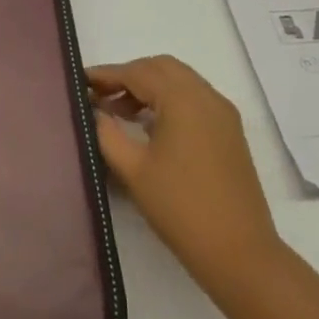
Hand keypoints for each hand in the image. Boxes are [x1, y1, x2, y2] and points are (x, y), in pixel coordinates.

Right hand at [88, 55, 282, 295]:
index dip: (107, 74)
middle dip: (129, 75)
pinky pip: (195, 99)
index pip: (138, 72)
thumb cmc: (179, 207)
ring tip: (120, 113)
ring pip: (180, 81)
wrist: (238, 250)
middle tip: (100, 96)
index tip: (80, 81)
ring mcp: (223, 113)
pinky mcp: (229, 132)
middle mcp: (207, 96)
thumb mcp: (133, 169)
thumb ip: (107, 133)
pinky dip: (169, 100)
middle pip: (162, 68)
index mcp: (183, 100)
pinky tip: (150, 126)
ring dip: (150, 87)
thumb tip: (95, 112)